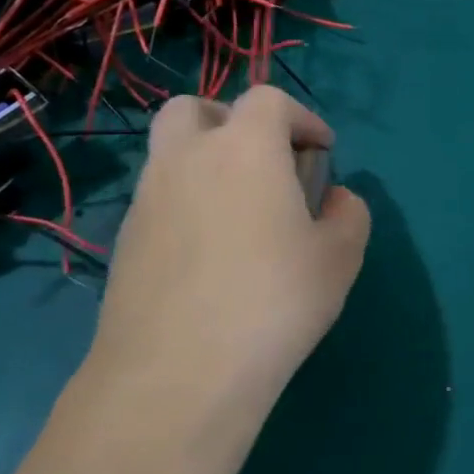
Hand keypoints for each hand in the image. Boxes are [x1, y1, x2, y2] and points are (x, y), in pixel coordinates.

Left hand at [83, 88, 370, 437]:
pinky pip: (159, 198)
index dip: (302, 118)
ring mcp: (147, 199)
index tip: (322, 152)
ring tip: (242, 213)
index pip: (269, 100)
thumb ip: (349, 214)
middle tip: (265, 162)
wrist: (179, 373)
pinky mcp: (124, 240)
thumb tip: (334, 200)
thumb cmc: (275, 300)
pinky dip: (187, 203)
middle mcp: (187, 158)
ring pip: (171, 152)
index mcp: (245, 148)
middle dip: (234, 121)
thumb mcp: (340, 256)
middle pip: (198, 107)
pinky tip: (211, 254)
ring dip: (207, 162)